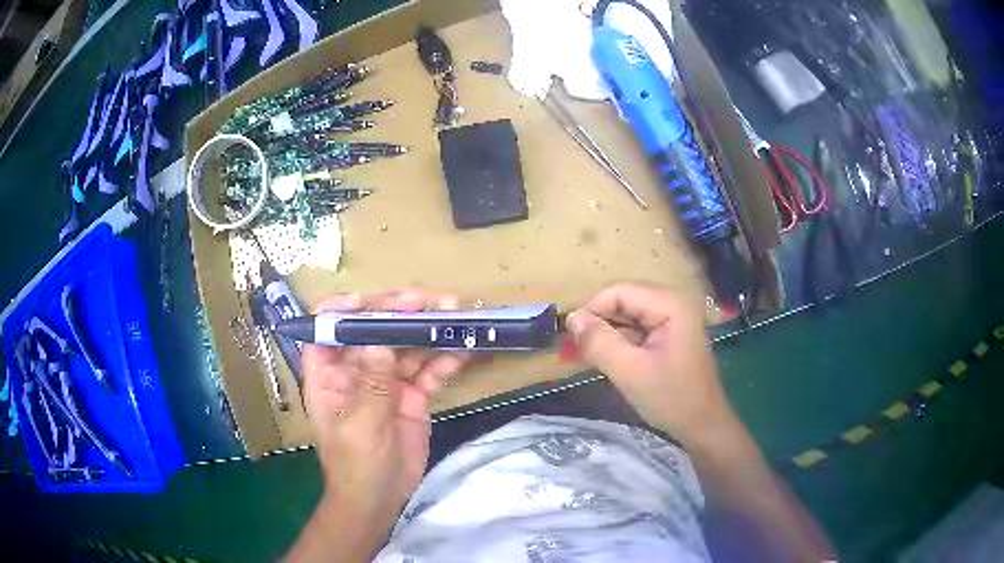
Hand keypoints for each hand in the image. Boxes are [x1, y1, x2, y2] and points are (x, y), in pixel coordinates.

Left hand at [301, 291, 469, 517]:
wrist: (380, 498)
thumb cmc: (355, 464)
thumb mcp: (360, 425)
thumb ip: (372, 384)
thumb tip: (381, 341)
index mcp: (329, 374)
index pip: (326, 330)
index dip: (341, 310)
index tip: (367, 301)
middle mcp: (357, 371)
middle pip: (375, 332)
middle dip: (400, 314)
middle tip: (431, 302)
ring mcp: (386, 383)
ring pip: (406, 348)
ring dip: (430, 332)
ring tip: (457, 316)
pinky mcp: (412, 397)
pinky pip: (429, 373)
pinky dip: (446, 360)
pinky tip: (465, 349)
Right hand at [565, 282, 732, 444]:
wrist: (702, 425)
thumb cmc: (671, 398)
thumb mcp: (630, 371)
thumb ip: (600, 342)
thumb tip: (571, 318)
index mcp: (669, 304)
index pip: (619, 291)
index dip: (591, 309)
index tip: (570, 336)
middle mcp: (672, 303)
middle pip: (623, 301)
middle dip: (597, 322)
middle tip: (573, 348)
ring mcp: (672, 319)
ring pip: (627, 316)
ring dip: (605, 333)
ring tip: (582, 355)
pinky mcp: (668, 335)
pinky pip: (636, 330)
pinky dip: (617, 342)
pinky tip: (602, 359)